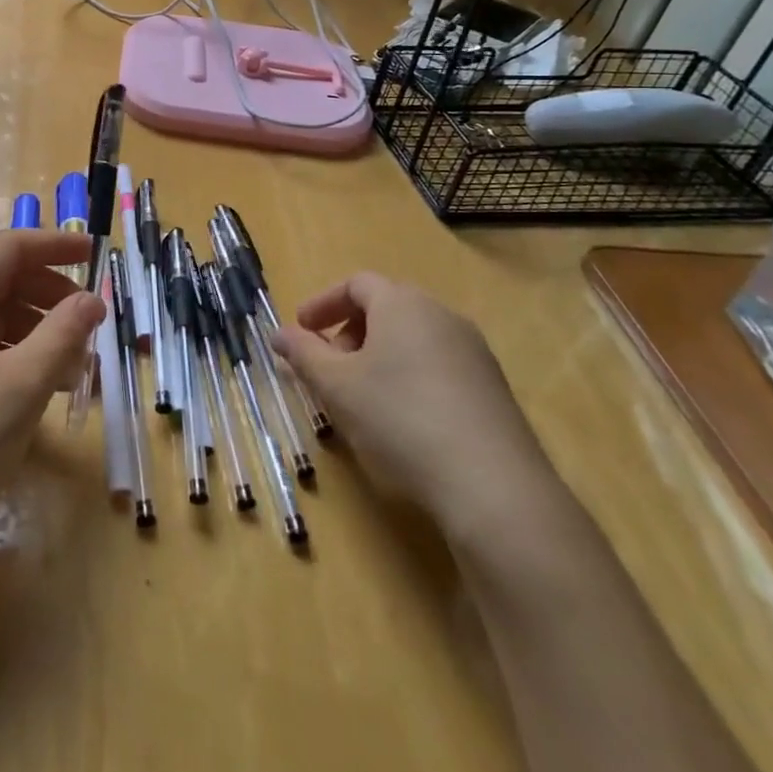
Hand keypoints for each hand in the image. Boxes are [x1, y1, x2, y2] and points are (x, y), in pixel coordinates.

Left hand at [0, 229, 104, 560]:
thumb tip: (91, 299)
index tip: (96, 253)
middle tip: (89, 322)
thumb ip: (63, 334)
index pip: (9, 247)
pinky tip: (34, 388)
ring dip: (33, 330)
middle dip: (49, 293)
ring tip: (72, 367)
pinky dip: (9, 354)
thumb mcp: (22, 387)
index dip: (56, 245)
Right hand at [272, 274, 558, 543]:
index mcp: (402, 304)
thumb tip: (278, 334)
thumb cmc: (399, 419)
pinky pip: (437, 365)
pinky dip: (408, 377)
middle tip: (327, 368)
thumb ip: (302, 354)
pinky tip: (400, 420)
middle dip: (348, 332)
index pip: (356, 284)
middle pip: (386, 308)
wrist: (493, 487)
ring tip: (359, 397)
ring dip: (378, 357)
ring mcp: (473, 352)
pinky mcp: (492, 389)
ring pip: (412, 339)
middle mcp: (441, 316)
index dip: (322, 304)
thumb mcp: (336, 386)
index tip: (300, 331)